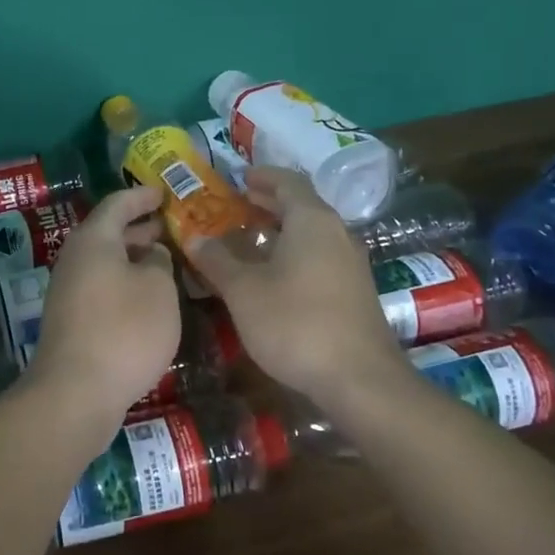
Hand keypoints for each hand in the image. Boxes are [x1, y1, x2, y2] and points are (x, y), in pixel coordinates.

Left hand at [28, 187, 181, 433]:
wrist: (76, 392)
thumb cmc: (124, 330)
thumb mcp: (158, 289)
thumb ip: (160, 262)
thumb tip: (151, 254)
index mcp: (94, 240)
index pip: (118, 204)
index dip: (142, 196)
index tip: (164, 192)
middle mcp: (75, 259)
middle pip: (108, 232)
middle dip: (140, 228)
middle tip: (170, 227)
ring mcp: (69, 291)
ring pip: (105, 262)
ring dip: (133, 258)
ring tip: (166, 261)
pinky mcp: (71, 319)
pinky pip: (101, 286)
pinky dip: (125, 282)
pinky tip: (148, 298)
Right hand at [189, 168, 403, 401]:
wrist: (359, 379)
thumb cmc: (295, 323)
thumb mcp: (244, 290)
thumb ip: (218, 260)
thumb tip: (195, 237)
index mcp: (312, 220)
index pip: (287, 182)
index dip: (262, 176)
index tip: (239, 178)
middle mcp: (336, 233)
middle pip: (301, 206)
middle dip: (268, 203)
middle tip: (236, 205)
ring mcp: (350, 263)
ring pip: (311, 234)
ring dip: (280, 231)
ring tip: (247, 239)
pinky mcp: (354, 291)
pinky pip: (319, 256)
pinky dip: (293, 253)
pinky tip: (273, 275)